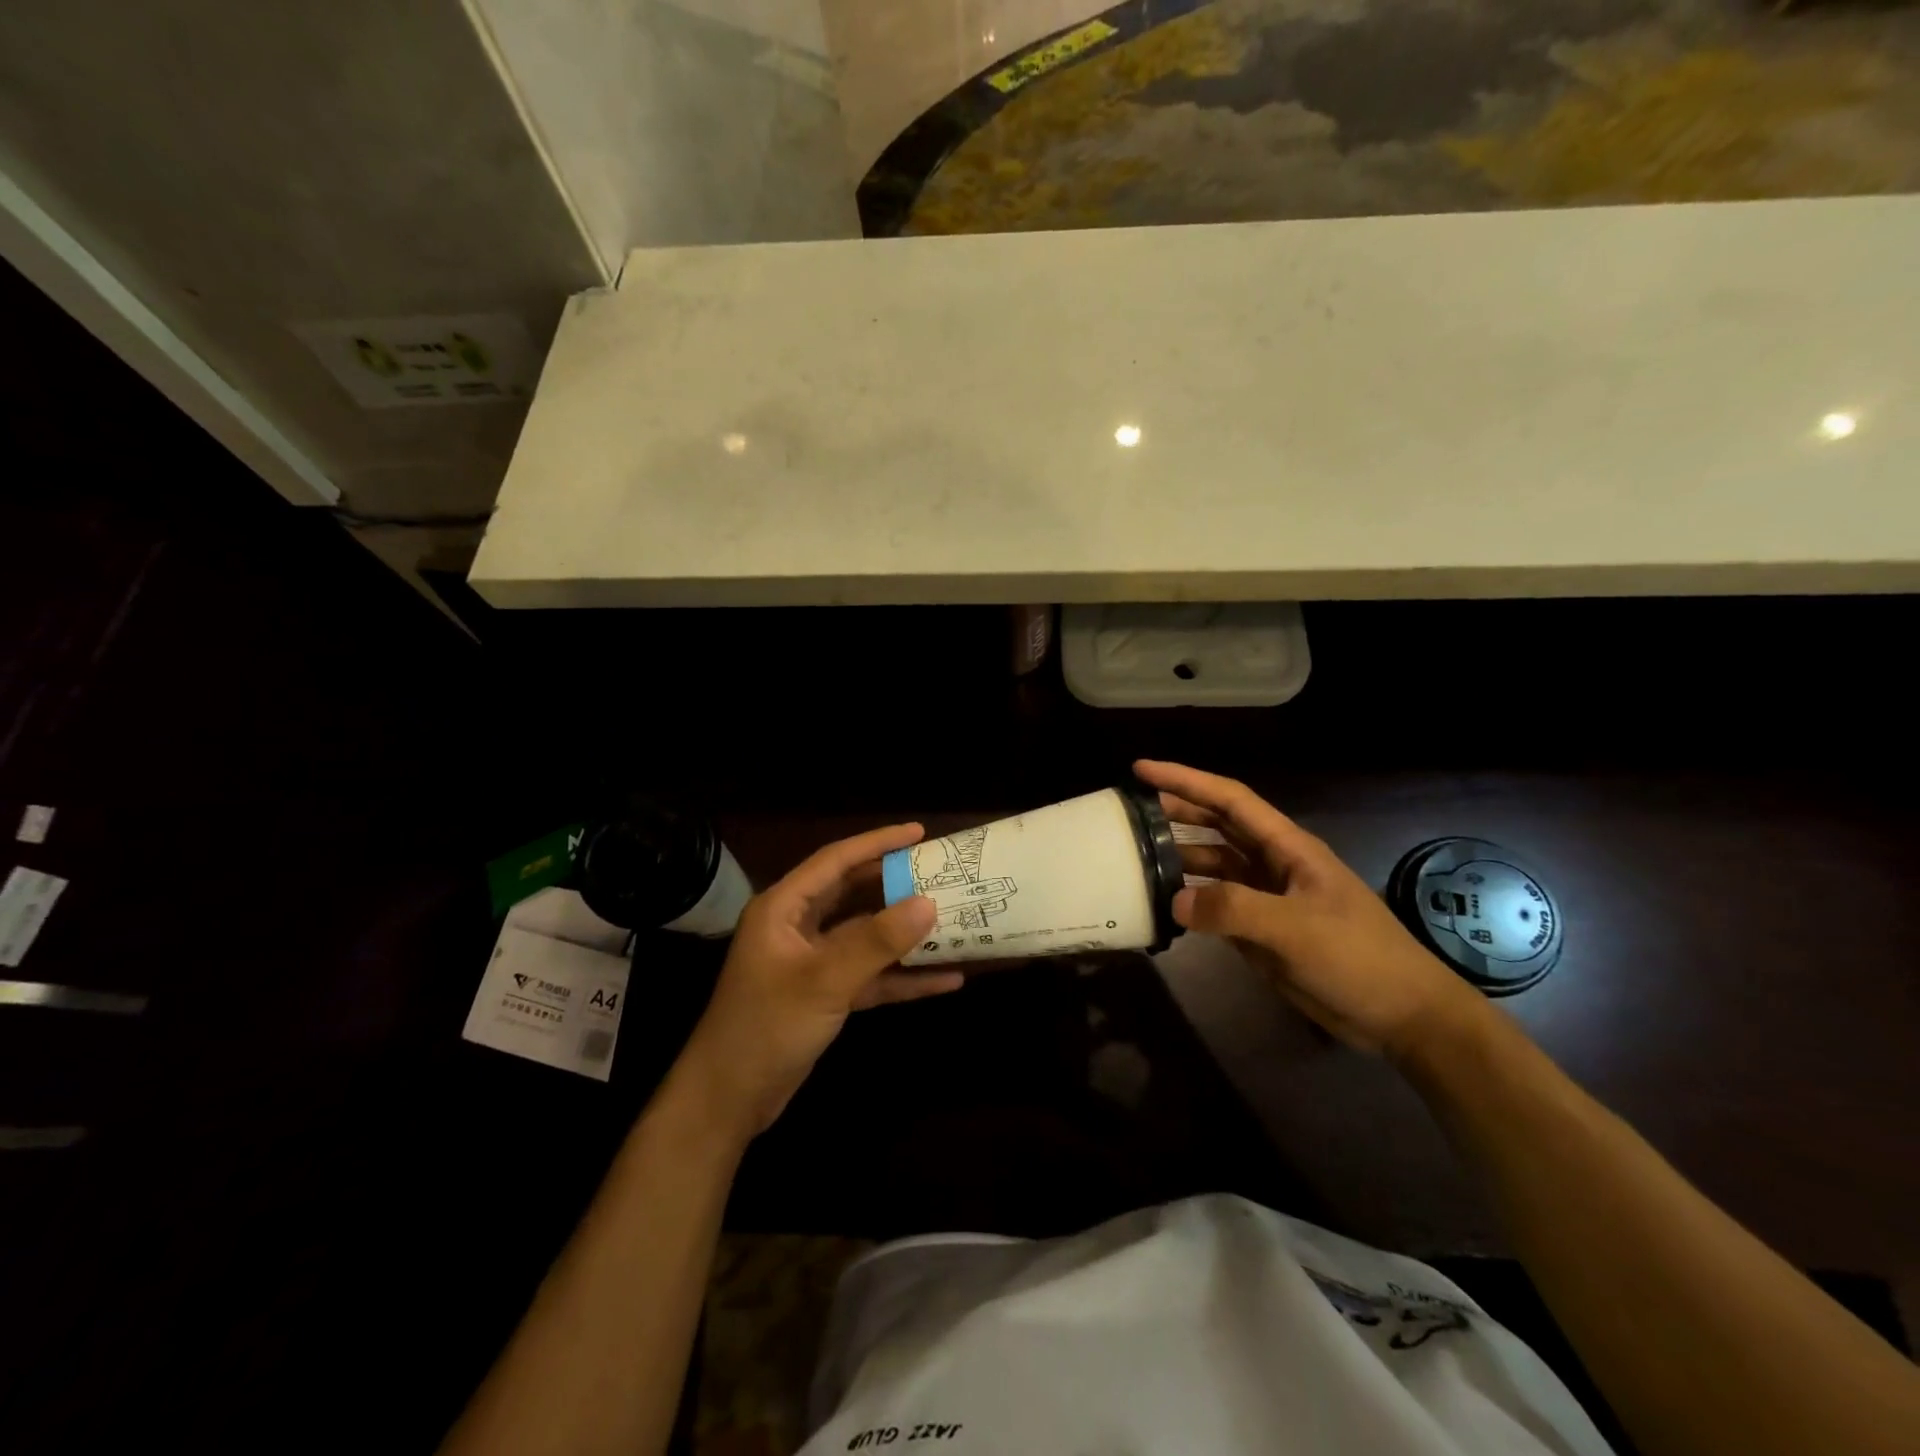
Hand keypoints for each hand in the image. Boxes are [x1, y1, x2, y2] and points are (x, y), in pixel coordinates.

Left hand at [675, 824, 952, 1141]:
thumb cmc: (766, 1027)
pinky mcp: (825, 994)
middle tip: (940, 872)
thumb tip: (929, 902)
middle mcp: (797, 927)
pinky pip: (870, 975)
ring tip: (952, 919)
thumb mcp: (824, 980)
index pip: (835, 861)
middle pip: (853, 893)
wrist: (728, 1101)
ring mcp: (812, 962)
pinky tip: (945, 979)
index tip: (919, 832)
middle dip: (896, 884)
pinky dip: (902, 976)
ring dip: (905, 932)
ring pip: (866, 936)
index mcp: (783, 908)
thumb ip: (876, 941)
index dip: (877, 842)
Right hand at [1135, 760, 1487, 1060]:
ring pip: (1213, 866)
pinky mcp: (1261, 931)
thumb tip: (1172, 900)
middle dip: (1176, 812)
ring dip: (1178, 859)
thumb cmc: (1358, 958)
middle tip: (1129, 811)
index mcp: (1287, 848)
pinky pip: (1215, 906)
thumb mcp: (1296, 929)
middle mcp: (1272, 864)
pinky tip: (1162, 903)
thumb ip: (1233, 909)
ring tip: (1135, 858)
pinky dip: (1188, 901)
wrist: (1402, 1015)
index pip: (1229, 800)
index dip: (1185, 780)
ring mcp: (1266, 898)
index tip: (1141, 769)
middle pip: (1216, 827)